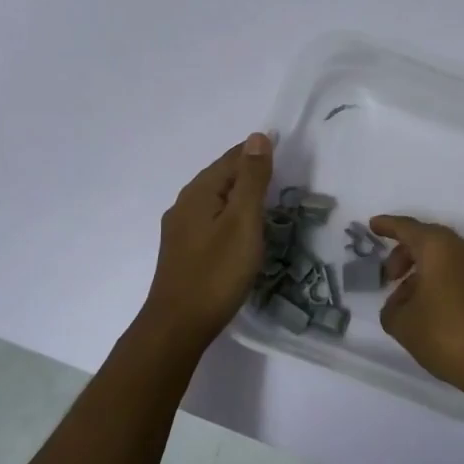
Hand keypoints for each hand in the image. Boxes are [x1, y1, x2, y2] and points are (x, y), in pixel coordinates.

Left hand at [140, 133, 274, 347]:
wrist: (178, 326)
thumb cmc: (217, 272)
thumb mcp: (242, 222)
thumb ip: (251, 180)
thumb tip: (257, 137)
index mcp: (198, 192)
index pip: (232, 159)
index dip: (258, 153)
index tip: (285, 154)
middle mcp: (184, 204)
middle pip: (221, 177)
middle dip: (248, 172)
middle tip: (281, 175)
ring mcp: (180, 229)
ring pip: (214, 199)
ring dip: (239, 195)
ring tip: (266, 200)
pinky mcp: (182, 251)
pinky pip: (210, 219)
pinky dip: (229, 215)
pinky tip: (240, 229)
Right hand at [369, 215, 463, 400]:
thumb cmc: (447, 334)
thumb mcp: (404, 324)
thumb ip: (391, 308)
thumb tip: (399, 304)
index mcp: (438, 247)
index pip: (407, 228)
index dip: (387, 226)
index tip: (372, 225)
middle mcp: (461, 249)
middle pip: (426, 240)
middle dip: (403, 253)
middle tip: (388, 277)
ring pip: (442, 257)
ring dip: (420, 271)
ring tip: (404, 301)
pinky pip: (454, 272)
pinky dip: (436, 281)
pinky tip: (426, 309)